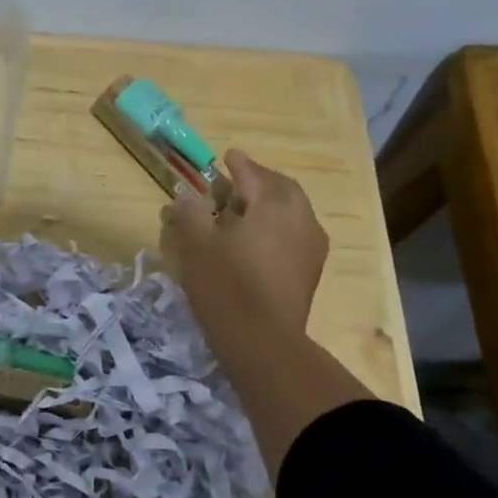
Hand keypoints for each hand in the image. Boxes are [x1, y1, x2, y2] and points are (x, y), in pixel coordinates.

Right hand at [161, 149, 329, 357]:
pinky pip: (295, 234)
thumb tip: (186, 194)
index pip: (254, 175)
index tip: (227, 156)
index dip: (239, 164)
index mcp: (274, 205)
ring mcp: (311, 246)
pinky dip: (278, 227)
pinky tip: (258, 241)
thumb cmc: (226, 286)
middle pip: (282, 189)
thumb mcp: (197, 246)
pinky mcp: (310, 271)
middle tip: (237, 182)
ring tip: (244, 212)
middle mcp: (301, 219)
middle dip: (260, 182)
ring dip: (270, 205)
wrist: (263, 342)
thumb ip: (191, 214)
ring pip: (292, 212)